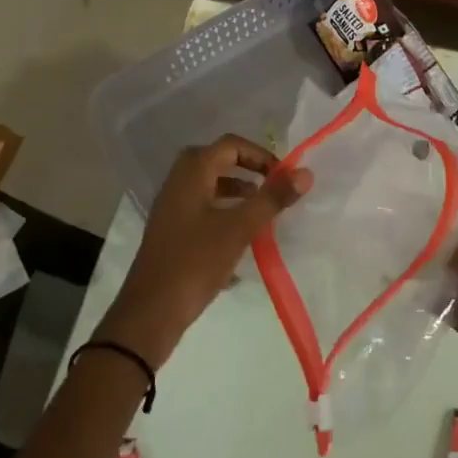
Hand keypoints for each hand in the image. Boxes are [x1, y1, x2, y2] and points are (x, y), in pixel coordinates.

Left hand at [100, 135, 311, 367]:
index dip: (260, 155)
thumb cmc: (195, 262)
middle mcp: (178, 183)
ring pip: (209, 186)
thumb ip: (272, 199)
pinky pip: (202, 209)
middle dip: (247, 169)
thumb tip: (305, 173)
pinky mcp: (172, 232)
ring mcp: (172, 208)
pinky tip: (241, 238)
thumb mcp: (239, 228)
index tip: (283, 177)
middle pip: (217, 161)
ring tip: (261, 212)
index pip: (230, 145)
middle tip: (271, 187)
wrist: (151, 312)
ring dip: (236, 192)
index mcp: (191, 173)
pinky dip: (224, 212)